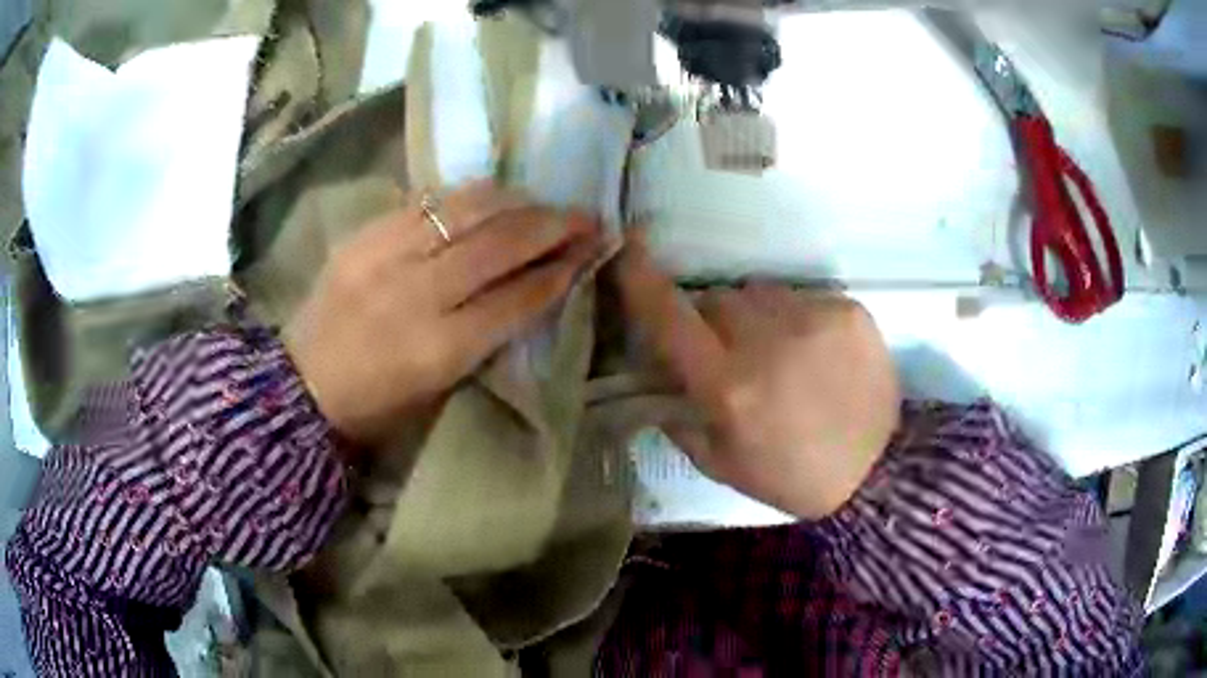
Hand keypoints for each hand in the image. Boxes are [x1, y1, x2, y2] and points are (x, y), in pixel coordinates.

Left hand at [283, 182, 601, 445]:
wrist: (303, 387)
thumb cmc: (378, 405)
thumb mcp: (441, 388)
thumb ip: (488, 336)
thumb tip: (533, 286)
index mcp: (440, 350)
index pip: (518, 298)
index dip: (561, 270)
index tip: (592, 250)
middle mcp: (417, 295)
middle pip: (499, 245)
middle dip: (552, 226)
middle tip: (585, 215)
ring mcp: (386, 257)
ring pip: (466, 211)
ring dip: (515, 201)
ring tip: (541, 201)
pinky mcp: (364, 236)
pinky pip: (426, 203)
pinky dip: (467, 196)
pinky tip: (490, 195)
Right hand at [615, 233, 899, 518]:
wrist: (874, 471)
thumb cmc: (790, 476)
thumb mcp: (720, 463)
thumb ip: (676, 415)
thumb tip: (656, 372)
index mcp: (729, 385)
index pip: (669, 316)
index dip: (641, 280)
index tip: (627, 249)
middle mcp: (768, 341)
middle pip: (716, 299)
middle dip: (712, 321)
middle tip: (732, 356)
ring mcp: (814, 318)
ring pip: (760, 294)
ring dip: (756, 318)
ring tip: (780, 356)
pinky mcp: (848, 309)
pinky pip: (802, 298)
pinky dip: (798, 320)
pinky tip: (815, 355)